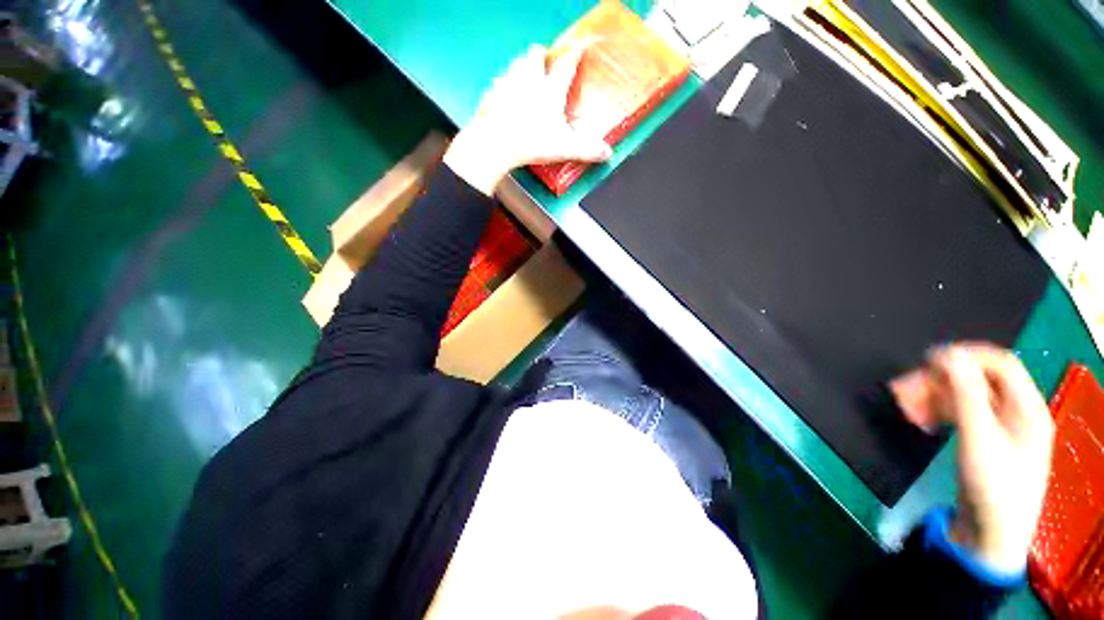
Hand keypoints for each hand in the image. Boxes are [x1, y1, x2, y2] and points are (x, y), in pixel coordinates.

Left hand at [443, 44, 612, 195]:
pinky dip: (505, 85)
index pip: (566, 65)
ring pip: (516, 62)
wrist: (495, 144)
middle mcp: (529, 79)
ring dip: (523, 66)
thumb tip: (607, 153)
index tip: (579, 47)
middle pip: (536, 54)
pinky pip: (499, 81)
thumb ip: (587, 149)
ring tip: (527, 77)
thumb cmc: (532, 142)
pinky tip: (506, 96)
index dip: (574, 54)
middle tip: (545, 65)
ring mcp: (508, 82)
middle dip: (542, 55)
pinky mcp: (491, 92)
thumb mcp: (564, 148)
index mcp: (550, 89)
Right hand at [891, 344, 1053, 572]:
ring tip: (903, 406)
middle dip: (938, 381)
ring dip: (932, 397)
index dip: (965, 355)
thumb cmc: (993, 485)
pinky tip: (920, 421)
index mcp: (1027, 407)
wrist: (989, 534)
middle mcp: (1016, 411)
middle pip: (976, 380)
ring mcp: (999, 426)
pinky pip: (959, 414)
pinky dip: (937, 413)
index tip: (926, 359)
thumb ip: (965, 392)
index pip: (999, 363)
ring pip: (963, 397)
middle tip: (903, 388)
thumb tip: (948, 354)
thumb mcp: (979, 437)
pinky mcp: (983, 439)